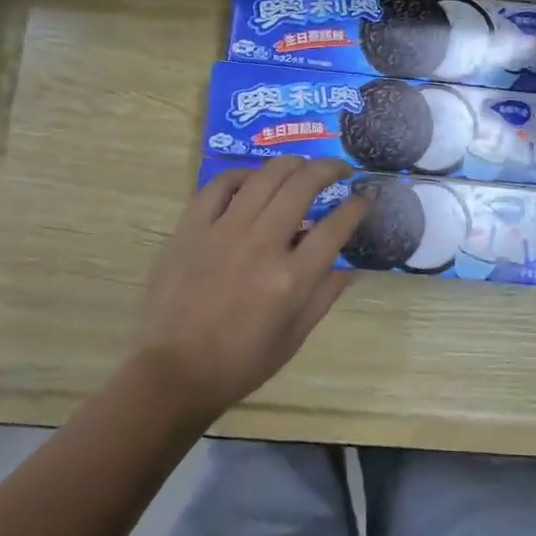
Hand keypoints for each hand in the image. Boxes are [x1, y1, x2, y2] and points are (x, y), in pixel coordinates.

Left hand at [130, 157, 368, 422]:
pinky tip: (254, 179)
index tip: (363, 198)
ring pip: (265, 176)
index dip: (356, 207)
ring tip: (302, 165)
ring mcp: (224, 231)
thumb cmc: (239, 363)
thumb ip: (324, 296)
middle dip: (329, 169)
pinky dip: (243, 175)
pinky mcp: (192, 228)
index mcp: (291, 279)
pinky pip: (220, 185)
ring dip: (291, 163)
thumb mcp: (293, 338)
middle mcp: (262, 245)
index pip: (335, 227)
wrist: (172, 372)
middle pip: (303, 186)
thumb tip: (351, 268)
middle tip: (340, 169)